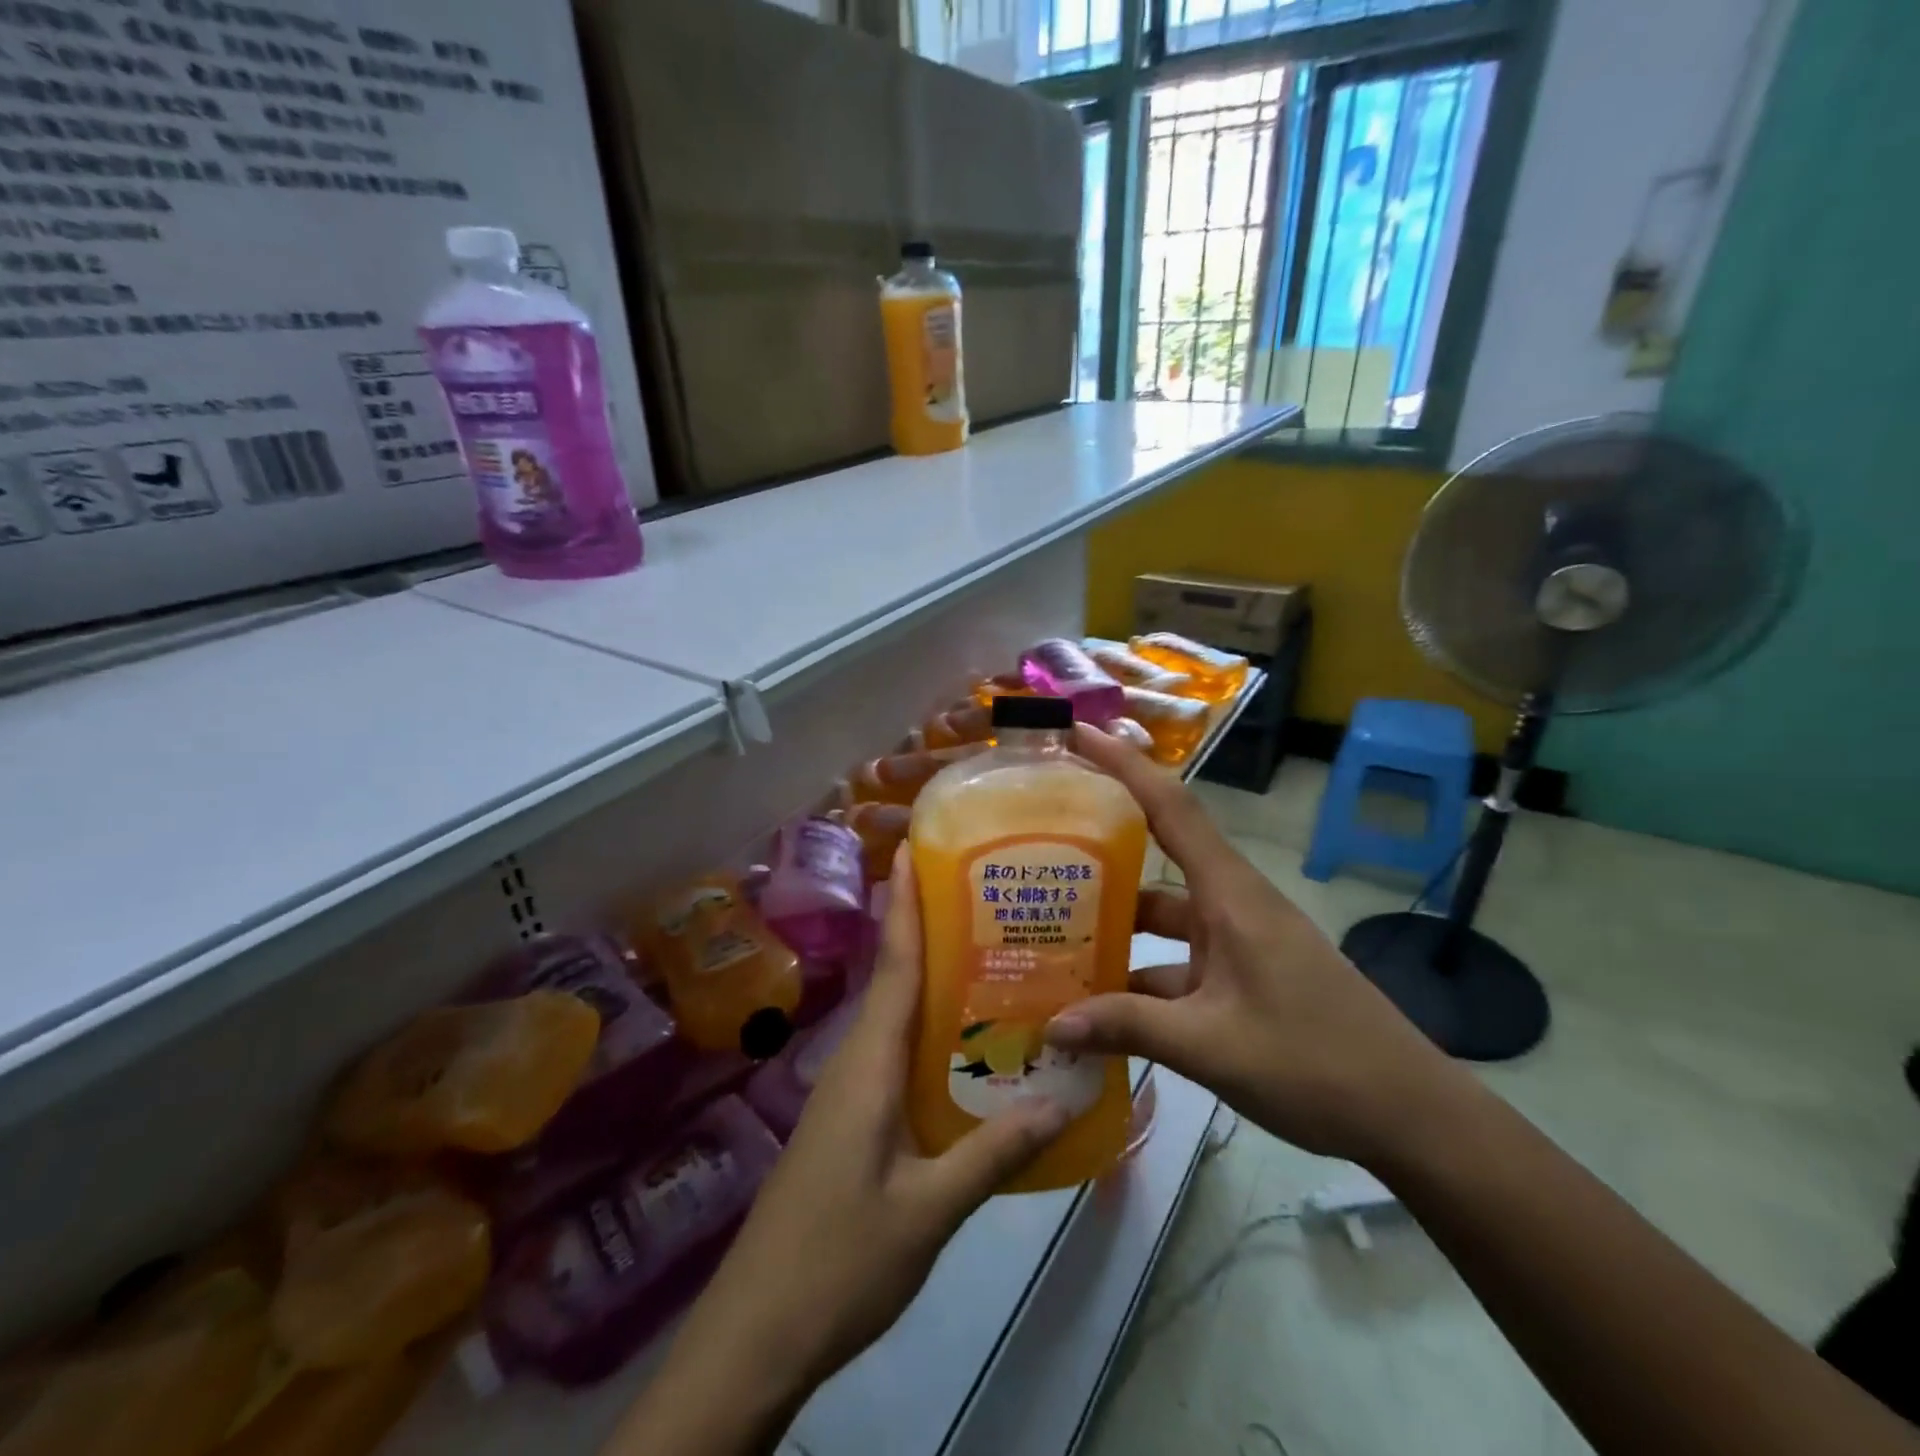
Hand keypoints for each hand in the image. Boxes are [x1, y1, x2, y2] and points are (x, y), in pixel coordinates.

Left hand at [609, 850, 1068, 1455]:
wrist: (755, 1335)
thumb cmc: (838, 1263)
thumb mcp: (927, 1212)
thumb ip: (992, 1154)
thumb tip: (1061, 1100)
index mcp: (868, 1064)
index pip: (892, 966)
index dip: (904, 905)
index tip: (915, 850)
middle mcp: (854, 1061)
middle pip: (894, 979)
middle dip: (927, 928)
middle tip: (984, 895)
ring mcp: (847, 1091)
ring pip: (893, 1016)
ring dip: (930, 979)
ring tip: (989, 955)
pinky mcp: (849, 1118)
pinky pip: (892, 1053)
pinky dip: (926, 1030)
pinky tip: (964, 1044)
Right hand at [1048, 724, 1467, 1167]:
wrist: (1411, 1116)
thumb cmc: (1316, 1063)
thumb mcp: (1211, 1046)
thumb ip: (1128, 1027)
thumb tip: (1050, 1024)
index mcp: (1230, 895)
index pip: (1170, 807)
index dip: (1123, 764)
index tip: (1077, 734)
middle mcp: (1230, 904)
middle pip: (1157, 856)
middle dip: (1100, 847)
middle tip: (1036, 845)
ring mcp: (1237, 942)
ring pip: (1162, 917)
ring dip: (1115, 925)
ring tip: (1050, 934)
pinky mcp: (1242, 977)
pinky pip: (1177, 961)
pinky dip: (1139, 976)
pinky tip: (1098, 1005)